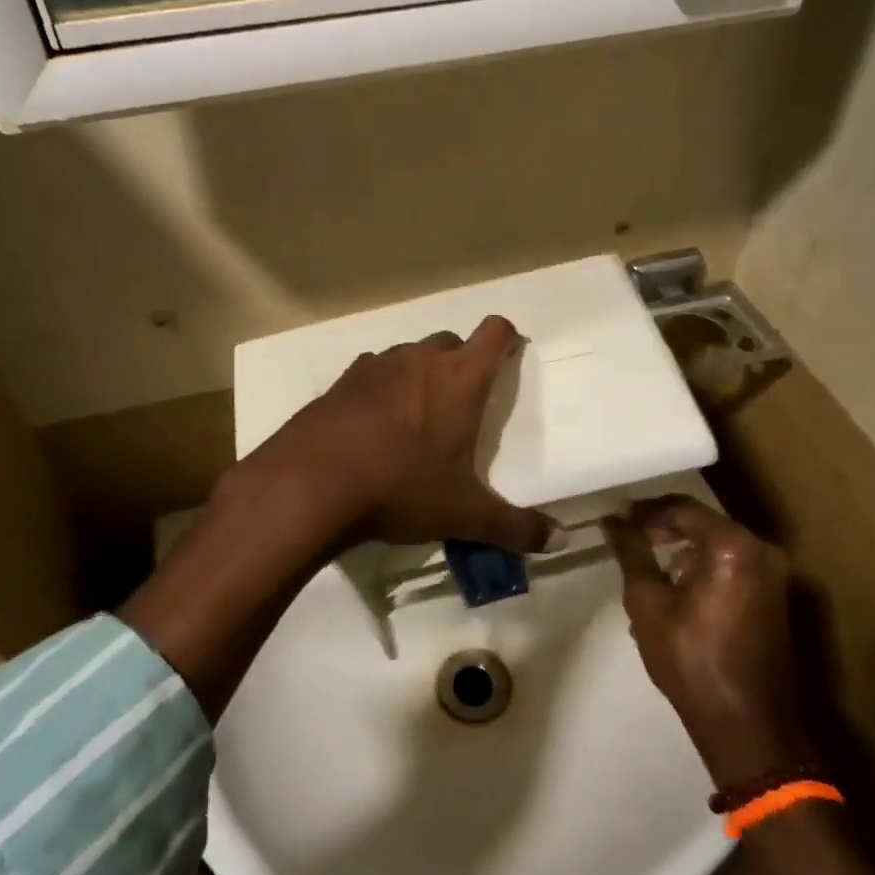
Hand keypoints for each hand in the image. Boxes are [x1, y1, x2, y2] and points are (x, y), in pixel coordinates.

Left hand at [249, 315, 558, 552]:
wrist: (311, 483)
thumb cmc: (401, 488)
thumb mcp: (463, 514)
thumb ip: (516, 528)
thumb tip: (562, 542)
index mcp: (460, 379)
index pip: (494, 333)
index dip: (506, 339)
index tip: (510, 358)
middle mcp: (420, 359)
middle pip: (451, 342)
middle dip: (461, 364)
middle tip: (462, 405)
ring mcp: (376, 366)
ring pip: (409, 356)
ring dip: (419, 376)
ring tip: (416, 419)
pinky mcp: (341, 381)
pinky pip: (373, 373)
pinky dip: (381, 390)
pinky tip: (374, 427)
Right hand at [603, 496, 808, 790]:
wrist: (748, 727)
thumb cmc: (692, 660)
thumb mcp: (647, 603)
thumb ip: (631, 553)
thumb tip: (613, 521)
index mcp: (733, 546)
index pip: (682, 508)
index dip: (646, 512)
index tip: (619, 523)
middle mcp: (762, 551)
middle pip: (704, 525)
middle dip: (664, 531)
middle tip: (631, 543)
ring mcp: (775, 577)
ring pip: (718, 548)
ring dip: (684, 553)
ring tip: (649, 574)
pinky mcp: (777, 600)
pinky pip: (734, 569)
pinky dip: (705, 571)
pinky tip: (678, 595)